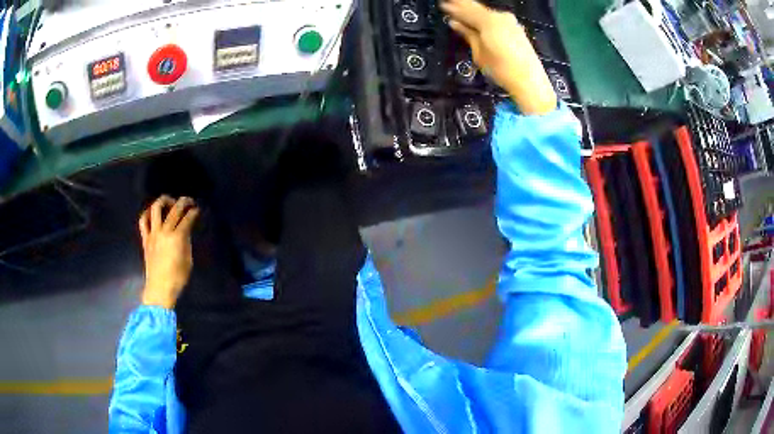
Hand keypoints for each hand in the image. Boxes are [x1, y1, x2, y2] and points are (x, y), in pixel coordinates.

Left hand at [138, 196, 199, 308]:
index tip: (197, 210)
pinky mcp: (145, 239)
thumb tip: (185, 231)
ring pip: (156, 209)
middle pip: (174, 210)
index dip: (193, 212)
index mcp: (177, 238)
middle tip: (188, 201)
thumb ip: (186, 242)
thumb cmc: (178, 277)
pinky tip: (152, 213)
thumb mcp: (188, 260)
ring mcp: (153, 234)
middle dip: (183, 202)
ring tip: (169, 202)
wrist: (159, 289)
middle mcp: (164, 231)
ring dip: (164, 201)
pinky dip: (148, 213)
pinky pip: (143, 221)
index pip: (187, 218)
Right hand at [441, 0, 556, 114]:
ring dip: (474, 12)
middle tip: (449, 3)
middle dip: (462, 6)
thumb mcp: (480, 54)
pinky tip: (478, 21)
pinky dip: (484, 18)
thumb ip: (468, 35)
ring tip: (461, 11)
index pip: (466, 10)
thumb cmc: (502, 70)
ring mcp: (511, 22)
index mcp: (489, 21)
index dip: (453, 7)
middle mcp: (501, 17)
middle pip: (477, 8)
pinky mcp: (516, 29)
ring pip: (487, 13)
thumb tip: (455, 23)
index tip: (442, 4)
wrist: (530, 82)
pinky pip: (495, 18)